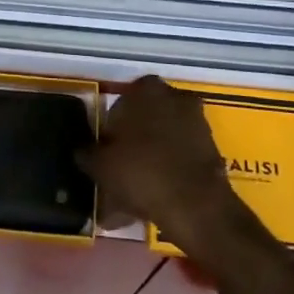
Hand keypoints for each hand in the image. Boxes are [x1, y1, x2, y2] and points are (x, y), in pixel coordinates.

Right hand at [76, 77, 241, 254]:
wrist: (195, 205)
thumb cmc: (141, 172)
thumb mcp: (101, 165)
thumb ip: (87, 153)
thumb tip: (82, 151)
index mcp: (144, 89)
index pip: (118, 106)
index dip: (109, 134)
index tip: (105, 157)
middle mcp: (172, 95)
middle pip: (143, 120)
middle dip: (131, 144)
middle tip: (119, 174)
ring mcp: (195, 119)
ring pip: (162, 139)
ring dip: (149, 159)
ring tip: (135, 194)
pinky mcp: (210, 145)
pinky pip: (179, 155)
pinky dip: (167, 170)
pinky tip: (155, 196)